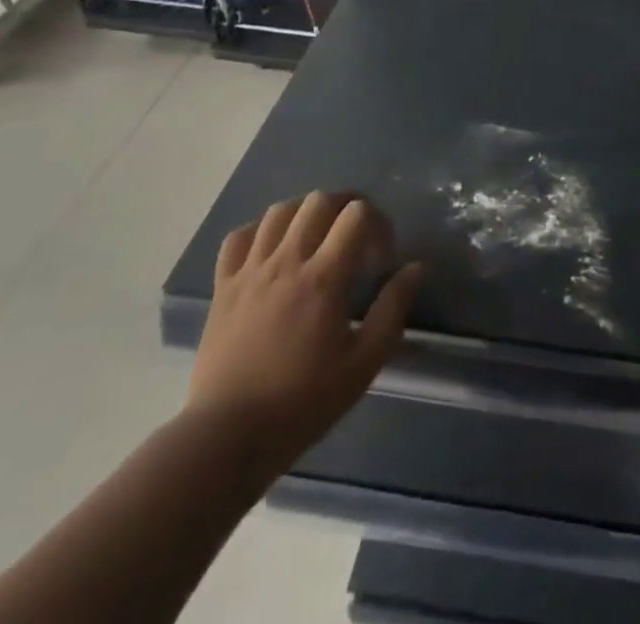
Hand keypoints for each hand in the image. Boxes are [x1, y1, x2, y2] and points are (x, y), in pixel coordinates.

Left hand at [185, 193, 423, 481]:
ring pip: (279, 211)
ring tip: (318, 237)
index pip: (357, 214)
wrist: (226, 438)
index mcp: (323, 277)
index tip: (382, 256)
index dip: (379, 223)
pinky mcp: (223, 287)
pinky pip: (239, 237)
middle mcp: (286, 262)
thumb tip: (416, 267)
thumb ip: (393, 309)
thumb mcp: (363, 364)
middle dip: (346, 207)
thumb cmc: (301, 402)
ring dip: (306, 213)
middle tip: (357, 236)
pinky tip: (272, 249)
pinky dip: (260, 231)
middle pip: (319, 201)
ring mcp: (250, 271)